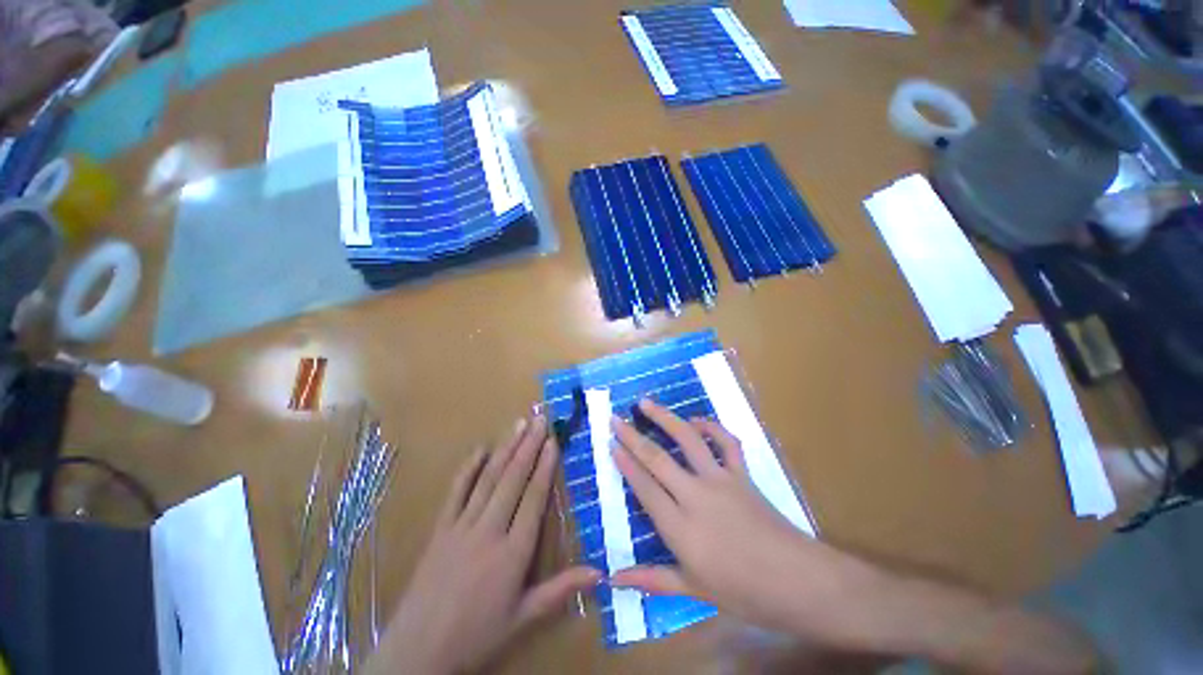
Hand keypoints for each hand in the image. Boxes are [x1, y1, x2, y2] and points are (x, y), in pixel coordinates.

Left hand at [369, 415, 600, 674]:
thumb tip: (601, 573)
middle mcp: (489, 531)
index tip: (553, 441)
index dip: (544, 466)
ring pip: (489, 479)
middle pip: (513, 479)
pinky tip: (480, 449)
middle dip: (529, 446)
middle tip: (540, 419)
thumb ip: (561, 590)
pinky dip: (468, 468)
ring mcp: (461, 526)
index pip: (533, 498)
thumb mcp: (524, 617)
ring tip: (519, 424)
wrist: (418, 652)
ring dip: (506, 448)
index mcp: (513, 553)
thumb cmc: (477, 635)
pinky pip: (456, 492)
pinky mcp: (440, 529)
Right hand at [609, 400, 877, 640]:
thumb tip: (613, 580)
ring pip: (687, 440)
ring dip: (665, 418)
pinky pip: (726, 442)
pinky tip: (696, 420)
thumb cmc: (742, 592)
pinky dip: (711, 426)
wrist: (796, 581)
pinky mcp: (741, 474)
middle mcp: (695, 496)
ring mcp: (720, 480)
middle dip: (632, 436)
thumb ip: (651, 579)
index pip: (644, 487)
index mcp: (680, 527)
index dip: (625, 463)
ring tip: (646, 403)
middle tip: (615, 418)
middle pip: (657, 458)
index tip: (611, 443)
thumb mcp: (692, 590)